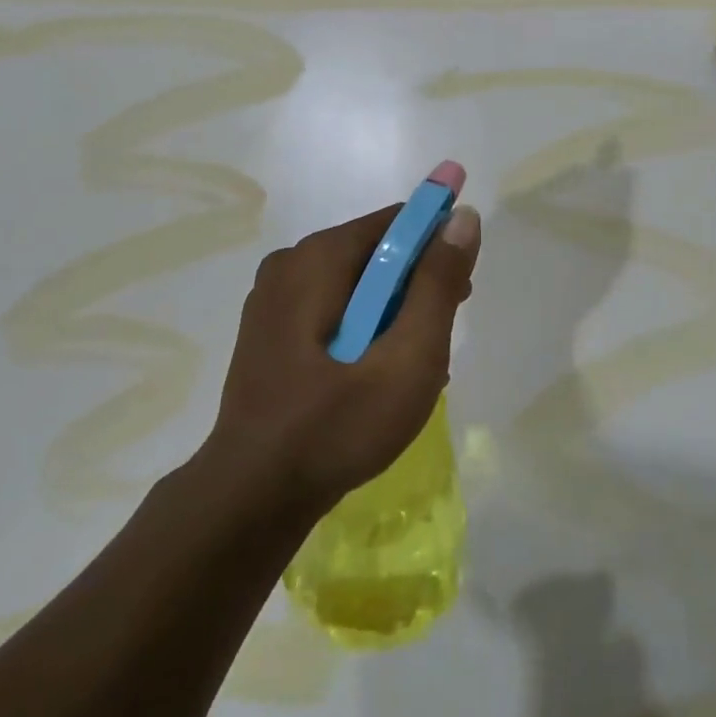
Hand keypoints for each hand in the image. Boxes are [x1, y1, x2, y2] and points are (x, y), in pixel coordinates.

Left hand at [206, 203, 481, 518]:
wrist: (251, 499)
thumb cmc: (337, 426)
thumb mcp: (408, 357)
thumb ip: (438, 284)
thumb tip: (464, 217)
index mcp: (318, 257)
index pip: (397, 222)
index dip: (439, 244)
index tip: (463, 290)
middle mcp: (290, 264)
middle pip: (375, 252)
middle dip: (416, 288)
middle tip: (437, 342)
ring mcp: (272, 299)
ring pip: (356, 285)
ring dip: (392, 315)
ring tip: (409, 370)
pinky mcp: (267, 332)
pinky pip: (331, 310)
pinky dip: (362, 329)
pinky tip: (373, 378)